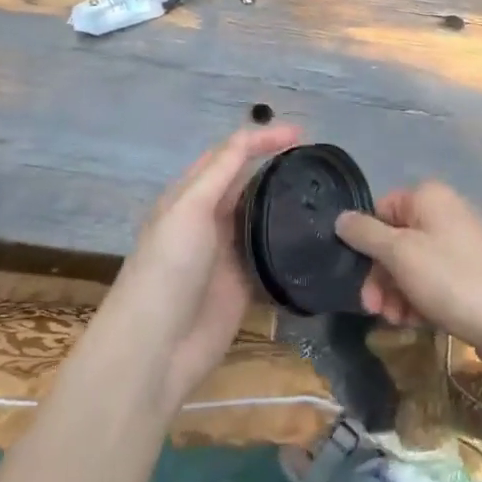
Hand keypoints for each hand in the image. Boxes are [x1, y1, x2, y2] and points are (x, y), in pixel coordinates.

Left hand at [101, 124, 300, 411]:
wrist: (157, 347)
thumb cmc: (168, 267)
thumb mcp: (189, 208)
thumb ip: (220, 172)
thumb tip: (251, 138)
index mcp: (189, 195)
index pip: (229, 155)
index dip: (262, 139)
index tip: (301, 134)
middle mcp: (209, 219)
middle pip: (248, 183)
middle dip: (277, 167)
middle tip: (318, 162)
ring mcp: (227, 253)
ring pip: (262, 218)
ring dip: (286, 204)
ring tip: (324, 193)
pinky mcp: (244, 285)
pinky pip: (271, 256)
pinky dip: (291, 245)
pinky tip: (317, 237)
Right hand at [336, 182, 481, 365]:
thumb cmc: (453, 281)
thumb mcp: (400, 254)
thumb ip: (365, 234)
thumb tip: (341, 218)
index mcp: (429, 196)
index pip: (381, 209)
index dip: (367, 243)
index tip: (358, 276)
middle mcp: (446, 212)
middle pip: (396, 239)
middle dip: (381, 276)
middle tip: (374, 309)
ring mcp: (462, 243)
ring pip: (413, 263)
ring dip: (397, 292)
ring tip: (397, 321)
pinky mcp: (473, 272)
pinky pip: (434, 279)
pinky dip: (420, 298)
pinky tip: (416, 322)